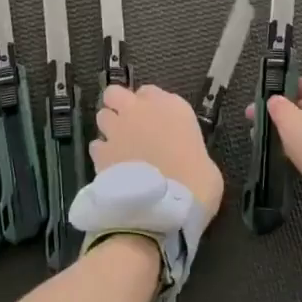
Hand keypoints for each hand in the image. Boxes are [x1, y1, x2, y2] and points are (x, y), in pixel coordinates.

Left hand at [91, 84, 224, 220]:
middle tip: (128, 126)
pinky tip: (111, 167)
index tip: (155, 121)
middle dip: (119, 106)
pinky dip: (102, 153)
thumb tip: (181, 156)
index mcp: (172, 107)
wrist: (166, 209)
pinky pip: (96, 145)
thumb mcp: (204, 161)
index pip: (150, 92)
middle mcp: (140, 111)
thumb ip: (187, 147)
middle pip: (117, 93)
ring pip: (102, 115)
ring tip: (119, 147)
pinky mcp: (101, 152)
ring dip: (109, 128)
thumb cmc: (197, 184)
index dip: (150, 106)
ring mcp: (117, 129)